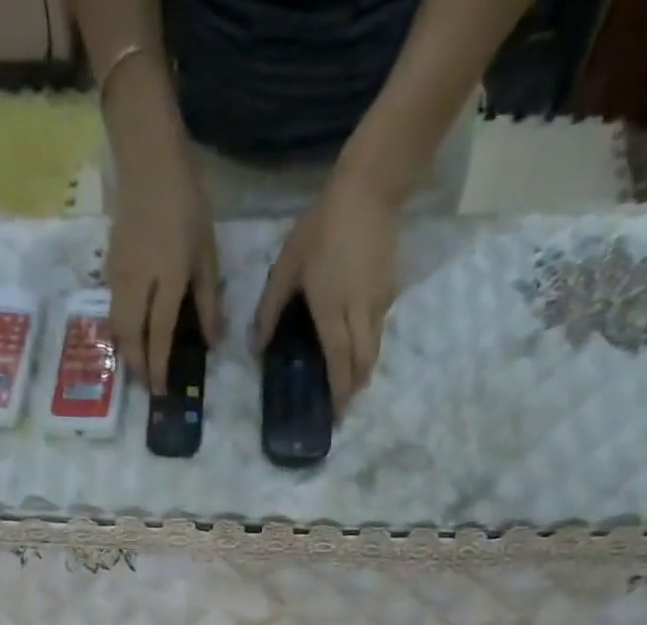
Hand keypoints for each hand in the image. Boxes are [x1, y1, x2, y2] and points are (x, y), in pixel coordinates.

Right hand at [107, 148, 221, 394]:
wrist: (147, 161)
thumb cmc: (186, 205)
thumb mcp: (207, 254)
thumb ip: (208, 301)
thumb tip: (212, 342)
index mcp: (166, 279)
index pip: (158, 335)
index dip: (158, 366)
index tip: (161, 390)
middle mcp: (136, 282)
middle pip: (130, 336)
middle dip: (136, 366)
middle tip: (146, 386)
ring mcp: (118, 275)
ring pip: (116, 325)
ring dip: (126, 351)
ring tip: (137, 367)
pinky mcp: (109, 267)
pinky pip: (112, 309)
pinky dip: (120, 330)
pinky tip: (130, 337)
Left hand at [251, 171, 399, 415]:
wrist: (369, 190)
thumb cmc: (321, 228)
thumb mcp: (286, 267)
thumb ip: (270, 309)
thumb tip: (255, 347)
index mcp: (332, 311)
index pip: (338, 361)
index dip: (338, 390)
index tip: (336, 413)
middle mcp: (359, 313)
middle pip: (363, 362)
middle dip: (355, 388)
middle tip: (344, 404)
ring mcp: (379, 303)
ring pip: (375, 348)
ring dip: (364, 370)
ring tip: (352, 384)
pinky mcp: (391, 291)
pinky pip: (380, 328)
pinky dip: (370, 345)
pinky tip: (360, 347)